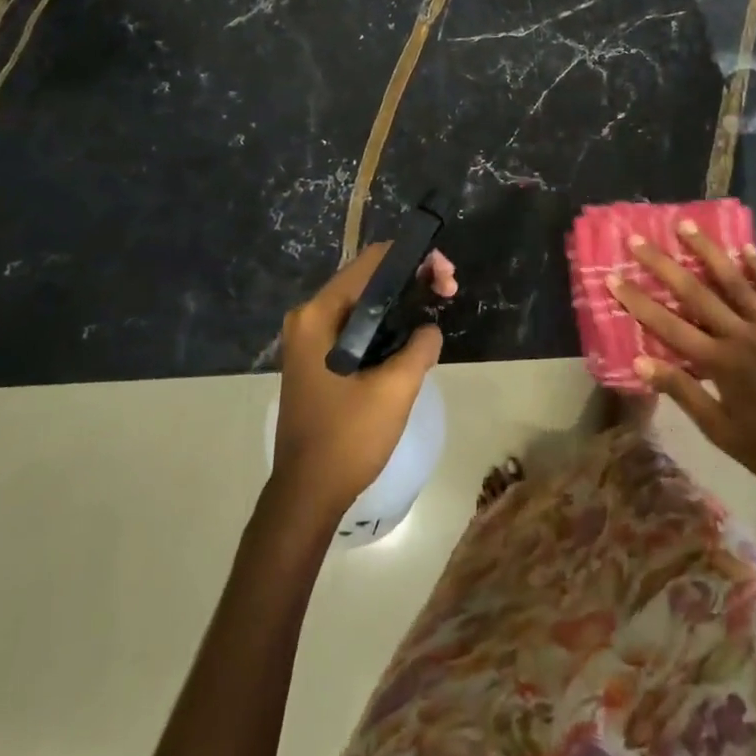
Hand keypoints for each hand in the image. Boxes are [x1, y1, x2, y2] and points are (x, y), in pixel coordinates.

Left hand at [271, 244, 456, 520]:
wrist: (307, 495)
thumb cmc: (347, 438)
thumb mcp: (395, 390)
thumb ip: (420, 346)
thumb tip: (429, 328)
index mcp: (319, 315)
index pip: (371, 263)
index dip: (412, 260)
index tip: (445, 275)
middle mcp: (309, 317)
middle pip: (367, 278)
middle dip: (411, 278)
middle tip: (448, 290)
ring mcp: (310, 338)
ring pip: (363, 302)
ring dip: (401, 300)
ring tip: (438, 304)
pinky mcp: (317, 357)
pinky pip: (356, 325)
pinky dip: (385, 322)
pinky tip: (412, 332)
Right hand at [609, 225, 755, 503]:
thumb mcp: (720, 430)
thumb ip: (682, 391)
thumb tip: (641, 361)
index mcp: (719, 362)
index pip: (668, 325)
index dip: (638, 301)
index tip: (613, 277)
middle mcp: (741, 335)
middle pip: (695, 292)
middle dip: (662, 264)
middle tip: (637, 239)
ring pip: (734, 281)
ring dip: (707, 251)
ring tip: (685, 225)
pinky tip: (744, 248)